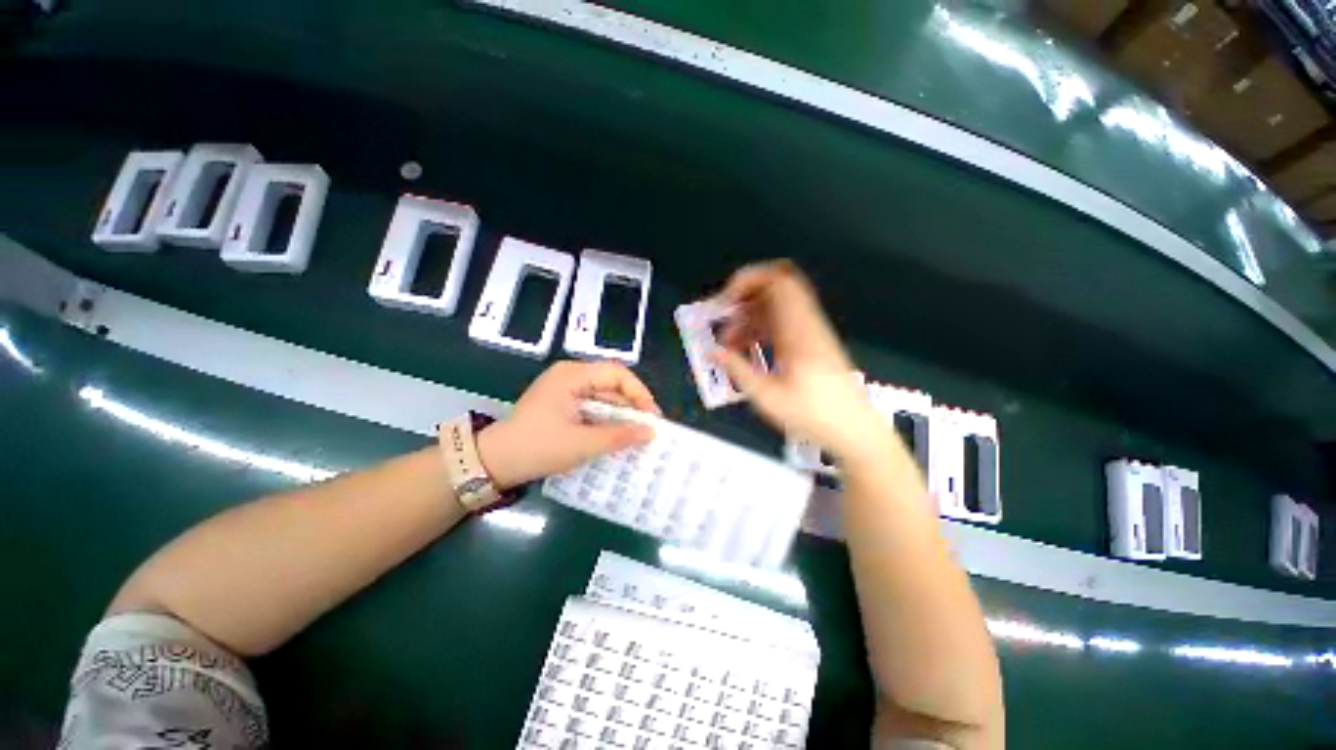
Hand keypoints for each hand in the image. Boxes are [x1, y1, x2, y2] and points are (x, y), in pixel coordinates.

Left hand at [477, 361, 660, 489]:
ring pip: (603, 397)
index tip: (651, 417)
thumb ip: (619, 436)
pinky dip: (606, 420)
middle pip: (611, 384)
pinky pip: (592, 406)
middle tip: (648, 429)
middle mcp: (570, 376)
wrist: (493, 463)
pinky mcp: (562, 403)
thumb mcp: (582, 444)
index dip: (639, 393)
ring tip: (636, 434)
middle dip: (631, 406)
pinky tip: (616, 435)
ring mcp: (565, 389)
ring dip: (620, 415)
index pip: (617, 374)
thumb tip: (651, 432)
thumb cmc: (537, 447)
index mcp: (572, 375)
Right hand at [711, 261, 890, 464]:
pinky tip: (747, 349)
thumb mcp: (767, 397)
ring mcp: (810, 331)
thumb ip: (737, 369)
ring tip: (730, 343)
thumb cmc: (813, 415)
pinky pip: (782, 322)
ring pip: (776, 305)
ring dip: (750, 316)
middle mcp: (806, 323)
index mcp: (798, 330)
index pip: (778, 281)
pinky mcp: (811, 342)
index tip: (725, 302)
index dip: (748, 280)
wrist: (854, 430)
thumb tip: (711, 351)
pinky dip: (761, 327)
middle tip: (724, 318)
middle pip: (776, 286)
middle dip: (745, 295)